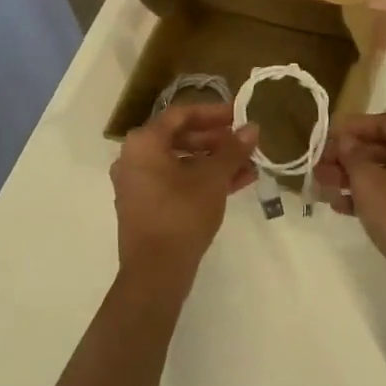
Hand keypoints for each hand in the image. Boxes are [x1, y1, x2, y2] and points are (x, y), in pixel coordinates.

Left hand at [111, 103, 258, 294]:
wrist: (155, 272)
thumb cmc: (182, 213)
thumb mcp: (213, 178)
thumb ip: (233, 150)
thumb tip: (252, 128)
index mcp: (144, 142)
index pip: (181, 114)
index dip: (213, 112)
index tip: (239, 115)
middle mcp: (134, 158)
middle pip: (180, 138)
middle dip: (216, 140)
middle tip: (244, 142)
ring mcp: (137, 184)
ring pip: (180, 162)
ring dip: (214, 162)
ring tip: (248, 166)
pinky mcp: (145, 206)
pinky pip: (175, 182)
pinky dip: (201, 180)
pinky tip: (235, 184)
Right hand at [314, 112, 385, 306]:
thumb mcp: (368, 181)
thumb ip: (353, 156)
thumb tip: (348, 141)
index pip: (384, 122)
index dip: (353, 127)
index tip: (327, 137)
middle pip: (384, 149)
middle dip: (349, 157)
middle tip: (319, 168)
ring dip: (355, 179)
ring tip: (324, 190)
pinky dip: (371, 198)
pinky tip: (343, 208)